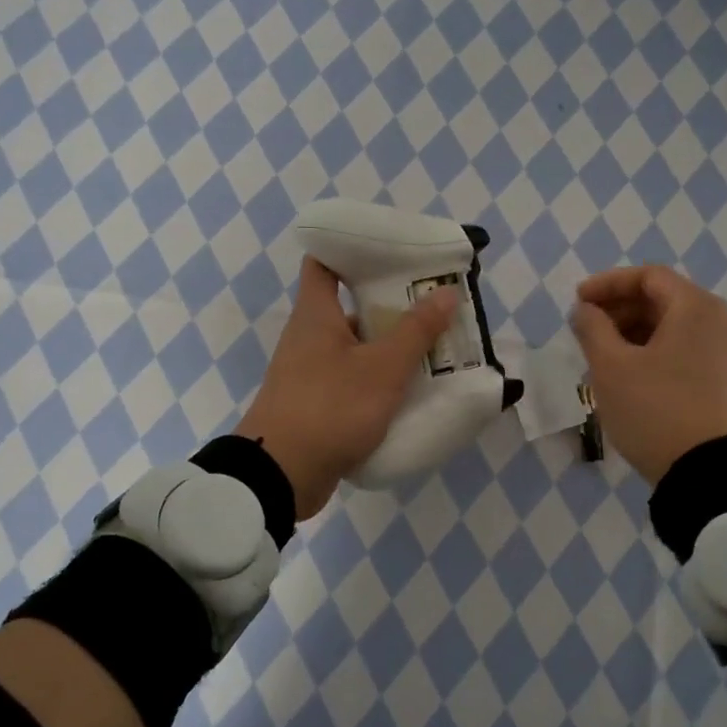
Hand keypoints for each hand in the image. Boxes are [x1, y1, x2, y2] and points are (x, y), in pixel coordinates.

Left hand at [236, 257, 458, 518]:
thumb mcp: (382, 368)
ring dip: (390, 347)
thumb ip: (416, 331)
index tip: (391, 250)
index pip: (324, 262)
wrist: (280, 476)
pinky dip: (379, 380)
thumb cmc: (330, 407)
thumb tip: (446, 292)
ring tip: (435, 347)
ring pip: (356, 348)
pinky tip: (412, 389)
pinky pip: (353, 381)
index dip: (353, 249)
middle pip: (351, 307)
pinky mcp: (317, 404)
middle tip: (433, 304)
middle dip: (391, 305)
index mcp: (316, 314)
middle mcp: (310, 337)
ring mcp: (311, 372)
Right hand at [570, 266, 726, 484]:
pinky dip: (654, 352)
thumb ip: (591, 327)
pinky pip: (685, 351)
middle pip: (662, 300)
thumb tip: (584, 309)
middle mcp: (719, 322)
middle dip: (619, 310)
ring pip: (673, 327)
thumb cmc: (655, 410)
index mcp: (696, 308)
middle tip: (586, 330)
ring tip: (602, 355)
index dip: (607, 284)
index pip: (647, 277)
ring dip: (634, 332)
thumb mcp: (610, 367)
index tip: (578, 302)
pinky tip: (630, 375)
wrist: (708, 474)